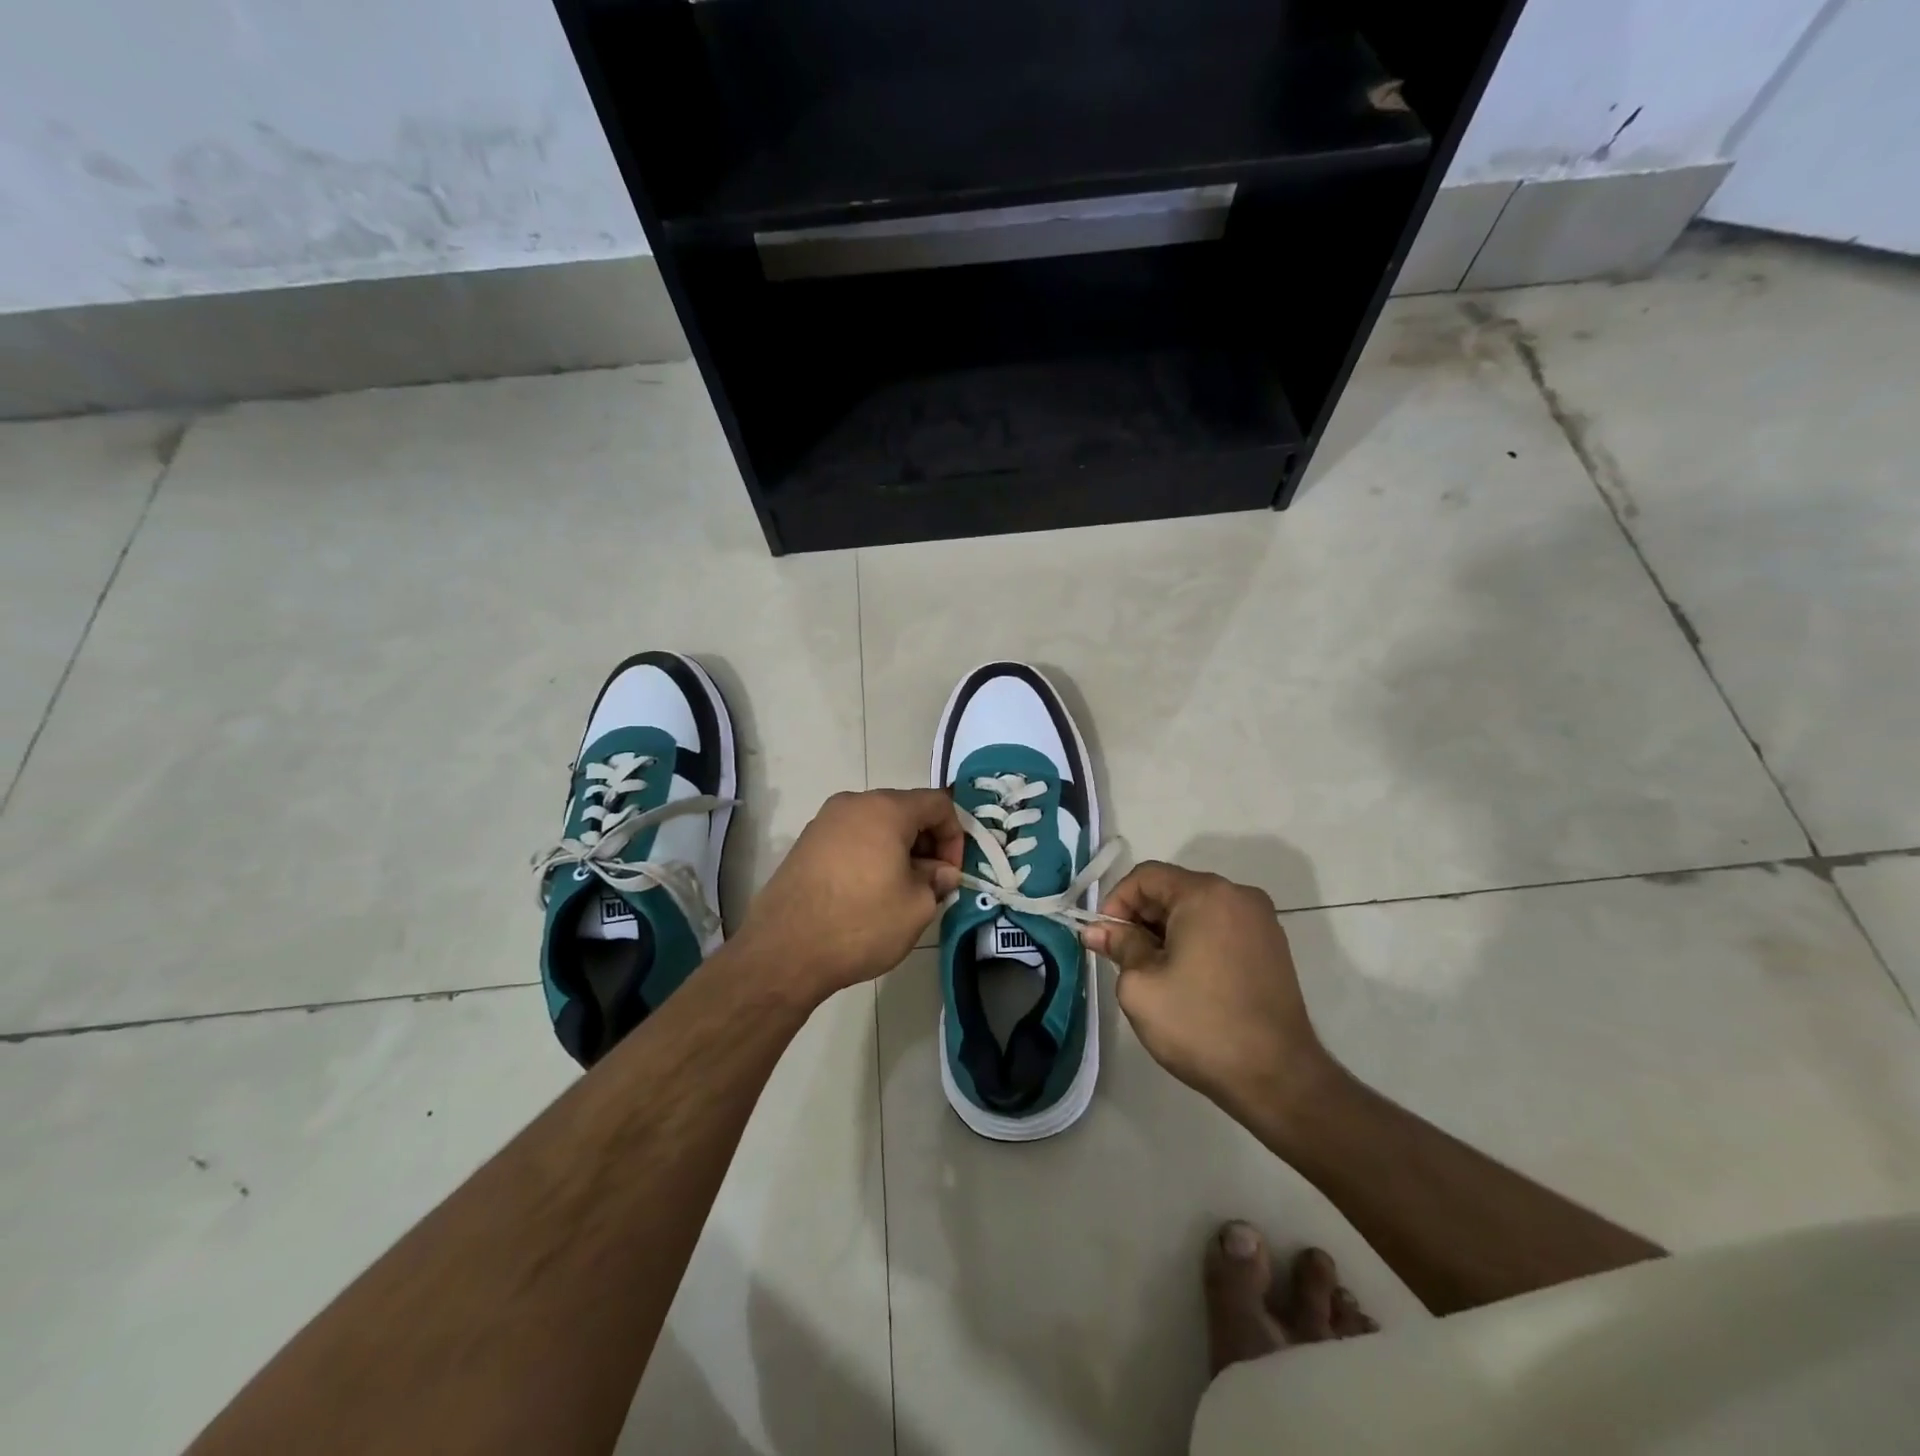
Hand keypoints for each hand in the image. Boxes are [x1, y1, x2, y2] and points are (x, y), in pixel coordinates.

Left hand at [735, 789, 962, 1002]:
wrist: (785, 951)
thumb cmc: (861, 923)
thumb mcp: (916, 906)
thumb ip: (937, 881)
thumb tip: (941, 872)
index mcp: (886, 809)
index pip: (937, 803)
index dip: (955, 836)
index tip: (951, 873)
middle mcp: (853, 804)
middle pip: (905, 810)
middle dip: (925, 843)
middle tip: (930, 883)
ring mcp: (824, 822)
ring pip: (876, 825)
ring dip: (897, 850)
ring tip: (899, 891)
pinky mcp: (805, 844)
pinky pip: (851, 839)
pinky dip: (869, 856)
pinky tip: (867, 893)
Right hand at [1081, 862, 1332, 1118]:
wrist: (1277, 1078)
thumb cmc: (1200, 1025)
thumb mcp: (1141, 985)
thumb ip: (1119, 946)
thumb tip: (1097, 930)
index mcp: (1206, 894)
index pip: (1146, 876)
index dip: (1116, 902)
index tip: (1104, 939)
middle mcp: (1238, 895)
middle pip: (1173, 889)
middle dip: (1141, 918)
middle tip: (1122, 958)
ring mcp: (1261, 921)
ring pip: (1197, 910)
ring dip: (1167, 932)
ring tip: (1153, 973)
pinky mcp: (1272, 947)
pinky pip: (1220, 928)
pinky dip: (1195, 942)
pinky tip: (1186, 979)